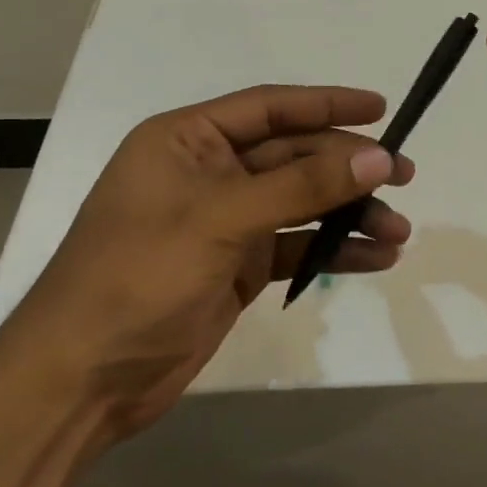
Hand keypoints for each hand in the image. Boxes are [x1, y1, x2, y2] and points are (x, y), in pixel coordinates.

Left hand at [0, 85, 411, 486]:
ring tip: (399, 230)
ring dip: (349, 213)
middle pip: (294, 156)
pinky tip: (376, 257)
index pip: (270, 108)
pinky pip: (296, 246)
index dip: (327, 104)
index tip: (381, 108)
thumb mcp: (221, 220)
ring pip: (301, 203)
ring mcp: (225, 221)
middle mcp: (208, 172)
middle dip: (348, 167)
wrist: (81, 383)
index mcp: (188, 141)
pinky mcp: (238, 266)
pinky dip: (333, 250)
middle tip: (404, 176)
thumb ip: (302, 186)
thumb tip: (378, 158)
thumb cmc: (138, 277)